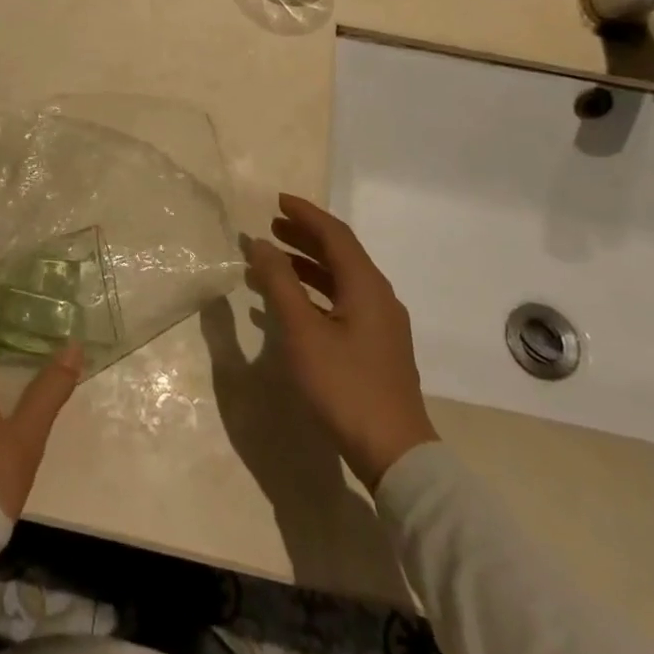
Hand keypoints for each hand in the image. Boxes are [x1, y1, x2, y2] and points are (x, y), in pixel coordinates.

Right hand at [243, 194, 438, 488]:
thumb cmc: (344, 385)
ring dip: (307, 265)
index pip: (335, 234)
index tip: (278, 201)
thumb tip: (260, 244)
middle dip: (305, 237)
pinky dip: (315, 292)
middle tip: (271, 227)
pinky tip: (290, 306)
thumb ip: (279, 284)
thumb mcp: (302, 332)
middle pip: (340, 254)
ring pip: (341, 280)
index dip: (306, 214)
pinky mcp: (376, 347)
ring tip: (273, 262)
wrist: (394, 452)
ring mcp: (381, 324)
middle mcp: (378, 297)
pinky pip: (342, 302)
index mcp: (366, 286)